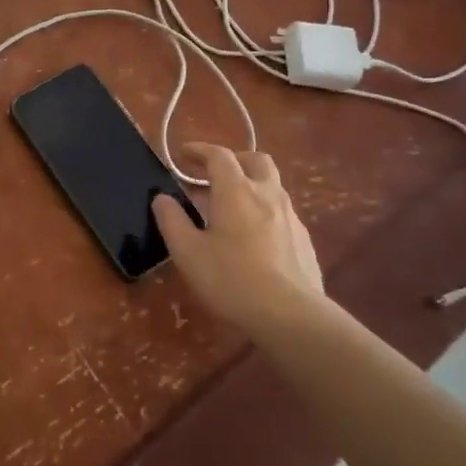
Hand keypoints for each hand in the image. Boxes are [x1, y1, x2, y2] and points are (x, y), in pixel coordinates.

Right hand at [152, 144, 329, 337]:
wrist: (290, 315)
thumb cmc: (231, 279)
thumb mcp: (188, 253)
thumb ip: (172, 221)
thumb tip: (162, 198)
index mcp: (236, 190)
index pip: (219, 155)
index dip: (199, 150)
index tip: (183, 154)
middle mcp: (267, 194)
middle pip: (255, 160)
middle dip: (234, 160)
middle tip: (214, 174)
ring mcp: (290, 216)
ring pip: (271, 186)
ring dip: (250, 185)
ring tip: (231, 208)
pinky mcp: (304, 239)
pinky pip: (281, 212)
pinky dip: (264, 211)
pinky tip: (253, 237)